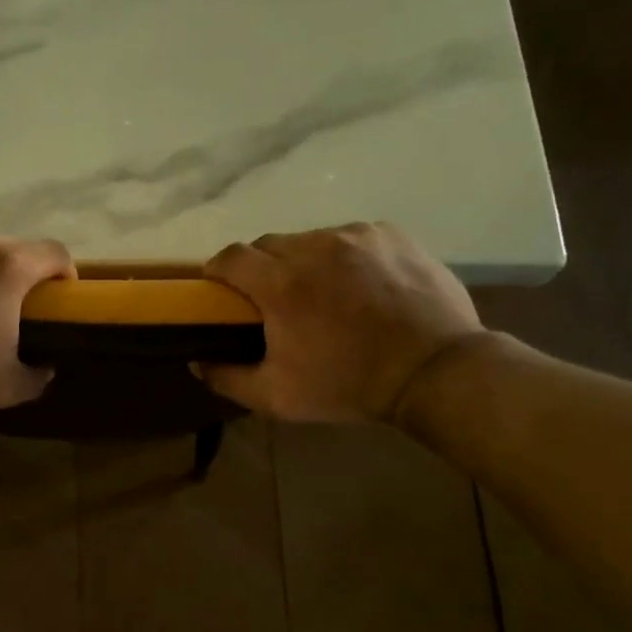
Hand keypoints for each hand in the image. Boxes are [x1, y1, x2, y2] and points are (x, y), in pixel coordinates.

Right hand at [198, 223, 485, 423]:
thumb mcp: (278, 397)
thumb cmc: (348, 385)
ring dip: (304, 261)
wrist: (435, 370)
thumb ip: (227, 379)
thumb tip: (196, 361)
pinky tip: (359, 284)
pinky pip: (350, 237)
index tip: (221, 288)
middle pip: (268, 244)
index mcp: (280, 283)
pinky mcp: (388, 234)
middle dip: (261, 267)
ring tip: (323, 292)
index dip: (219, 270)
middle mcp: (313, 247)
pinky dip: (344, 256)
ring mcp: (354, 236)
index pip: (230, 256)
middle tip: (274, 298)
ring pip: (310, 239)